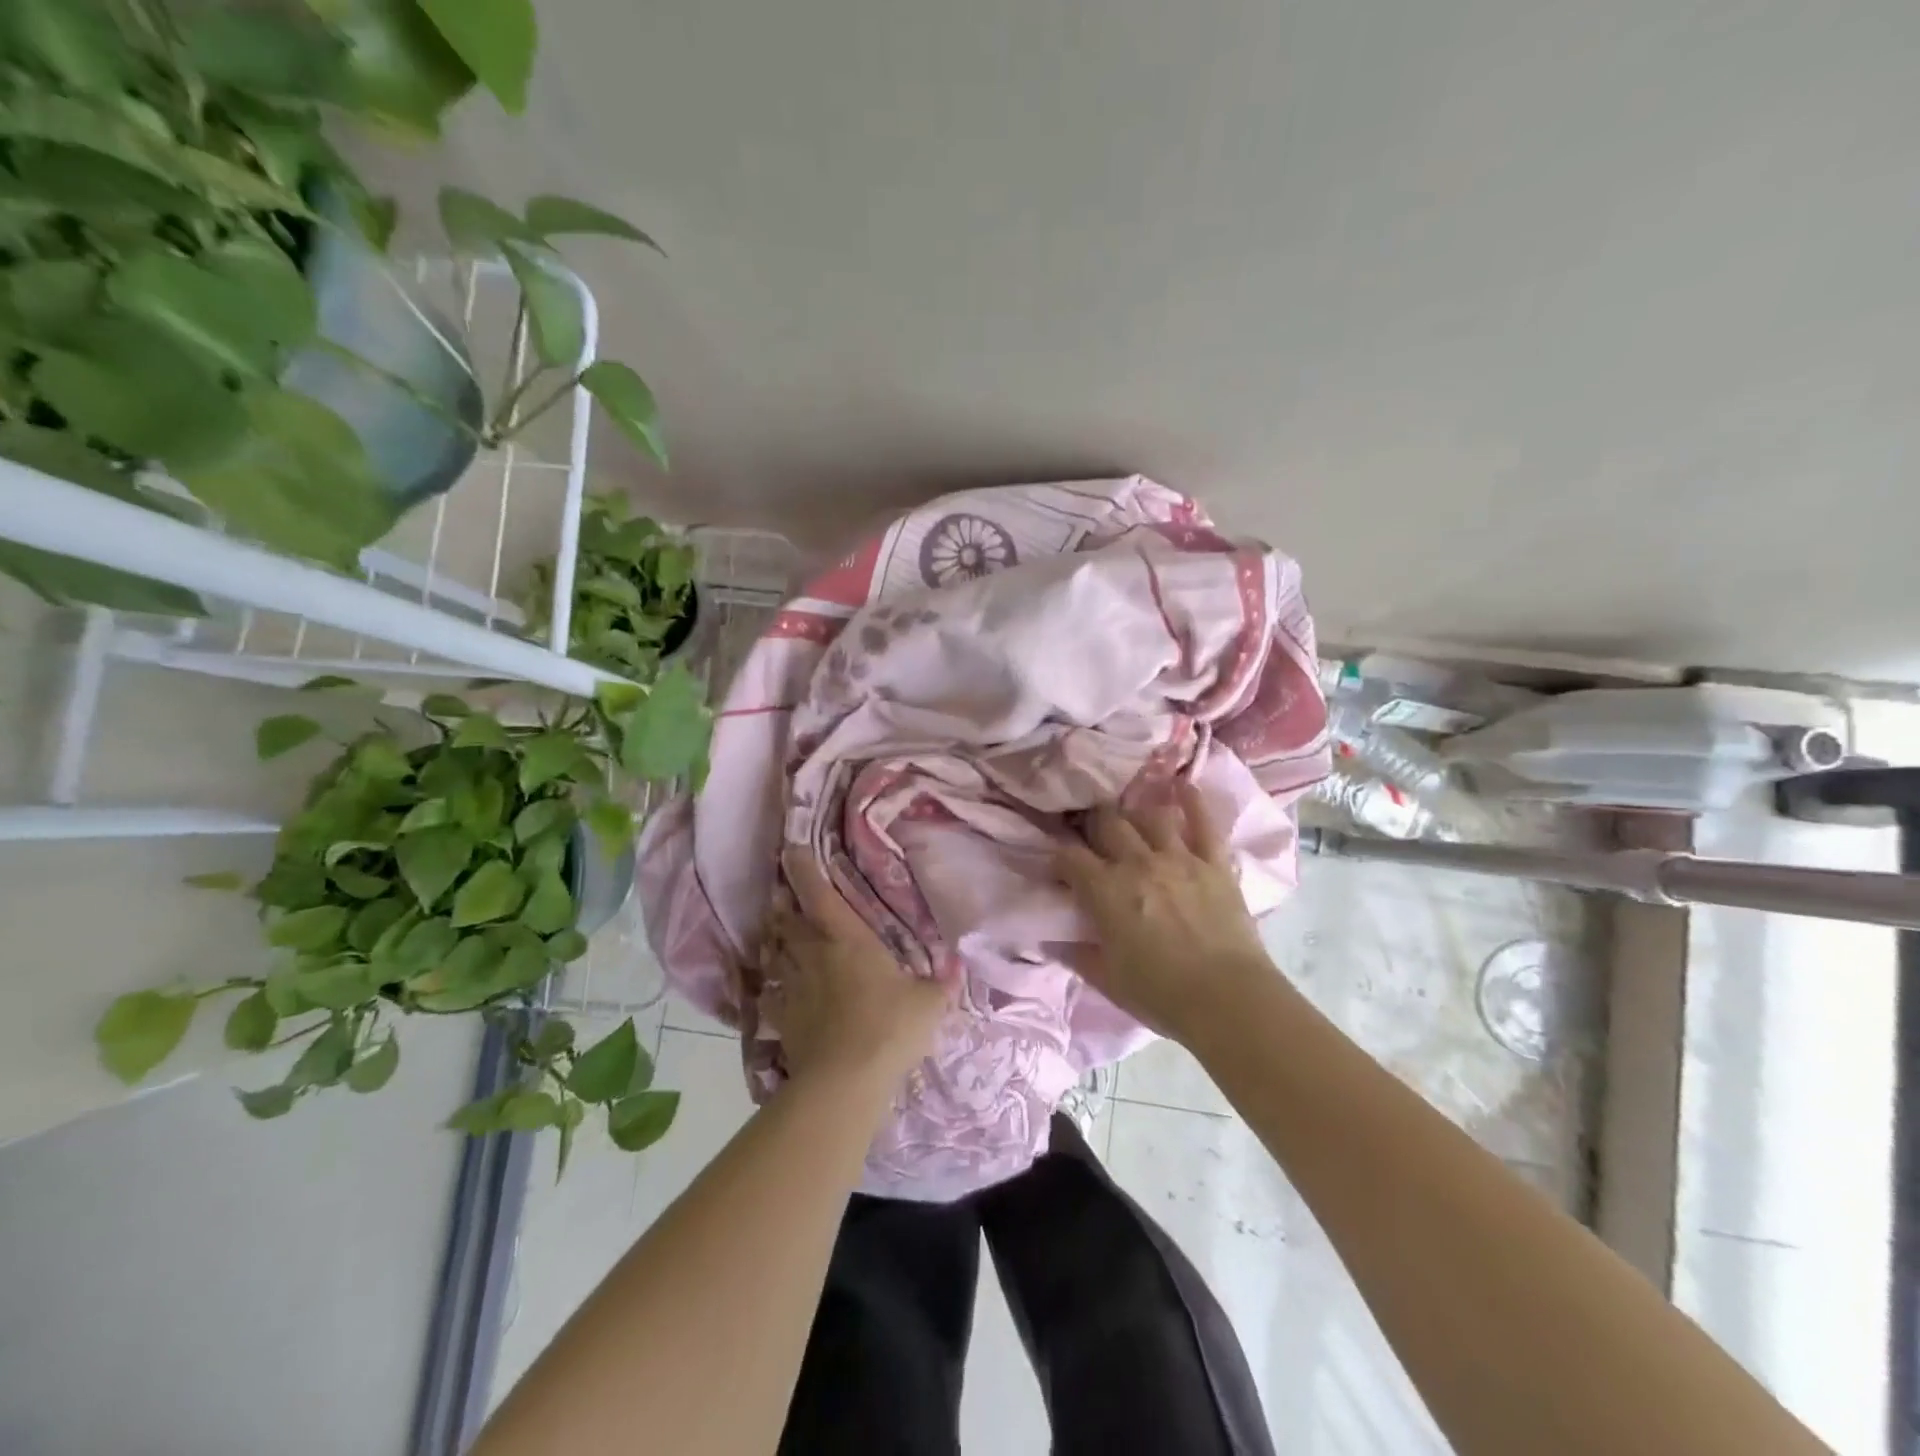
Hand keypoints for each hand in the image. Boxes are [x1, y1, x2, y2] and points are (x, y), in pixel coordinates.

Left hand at [760, 850, 952, 1101]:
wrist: (844, 1081)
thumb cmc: (890, 1027)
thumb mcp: (929, 1003)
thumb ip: (941, 984)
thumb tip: (959, 967)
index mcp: (848, 939)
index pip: (820, 895)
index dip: (805, 870)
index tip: (791, 850)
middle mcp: (813, 954)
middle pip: (789, 921)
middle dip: (785, 905)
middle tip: (783, 896)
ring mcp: (792, 987)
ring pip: (775, 952)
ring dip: (774, 939)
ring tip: (774, 932)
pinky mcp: (782, 1018)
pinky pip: (769, 992)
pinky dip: (768, 984)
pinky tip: (771, 986)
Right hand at [1054, 782, 1279, 1046]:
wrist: (1228, 1001)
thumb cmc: (1161, 996)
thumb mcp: (1107, 979)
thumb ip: (1077, 954)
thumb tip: (1053, 939)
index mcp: (1105, 891)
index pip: (1069, 857)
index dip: (1058, 858)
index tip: (1059, 868)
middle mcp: (1138, 863)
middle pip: (1107, 823)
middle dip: (1093, 822)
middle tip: (1091, 831)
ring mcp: (1179, 858)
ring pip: (1149, 816)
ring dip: (1136, 813)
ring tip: (1131, 816)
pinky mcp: (1214, 863)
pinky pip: (1203, 822)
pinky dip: (1192, 801)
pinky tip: (1182, 785)